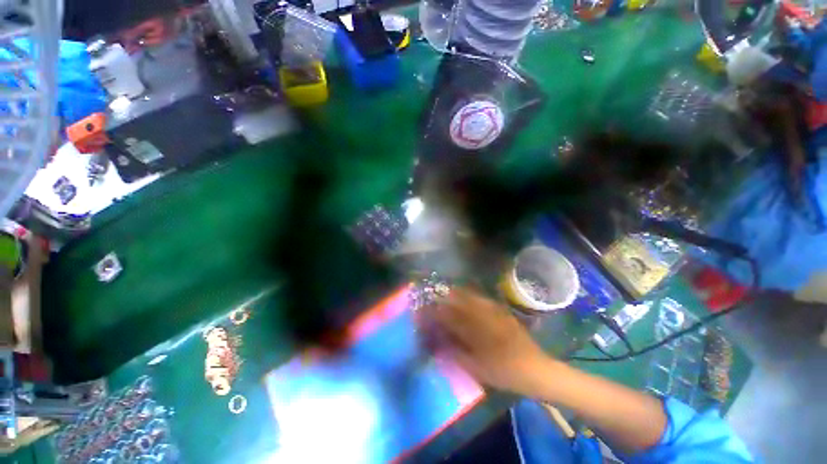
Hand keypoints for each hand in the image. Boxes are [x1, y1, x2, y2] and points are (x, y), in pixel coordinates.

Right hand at [420, 288, 551, 396]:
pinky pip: (482, 297)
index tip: (425, 310)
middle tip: (434, 297)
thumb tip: (439, 342)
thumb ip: (455, 353)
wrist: (535, 369)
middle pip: (458, 301)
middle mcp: (483, 316)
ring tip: (447, 292)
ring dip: (457, 293)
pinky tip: (468, 295)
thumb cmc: (504, 372)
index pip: (448, 317)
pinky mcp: (501, 310)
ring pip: (470, 295)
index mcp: (475, 331)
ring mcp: (493, 311)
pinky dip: (471, 294)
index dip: (434, 312)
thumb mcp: (476, 368)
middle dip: (444, 297)